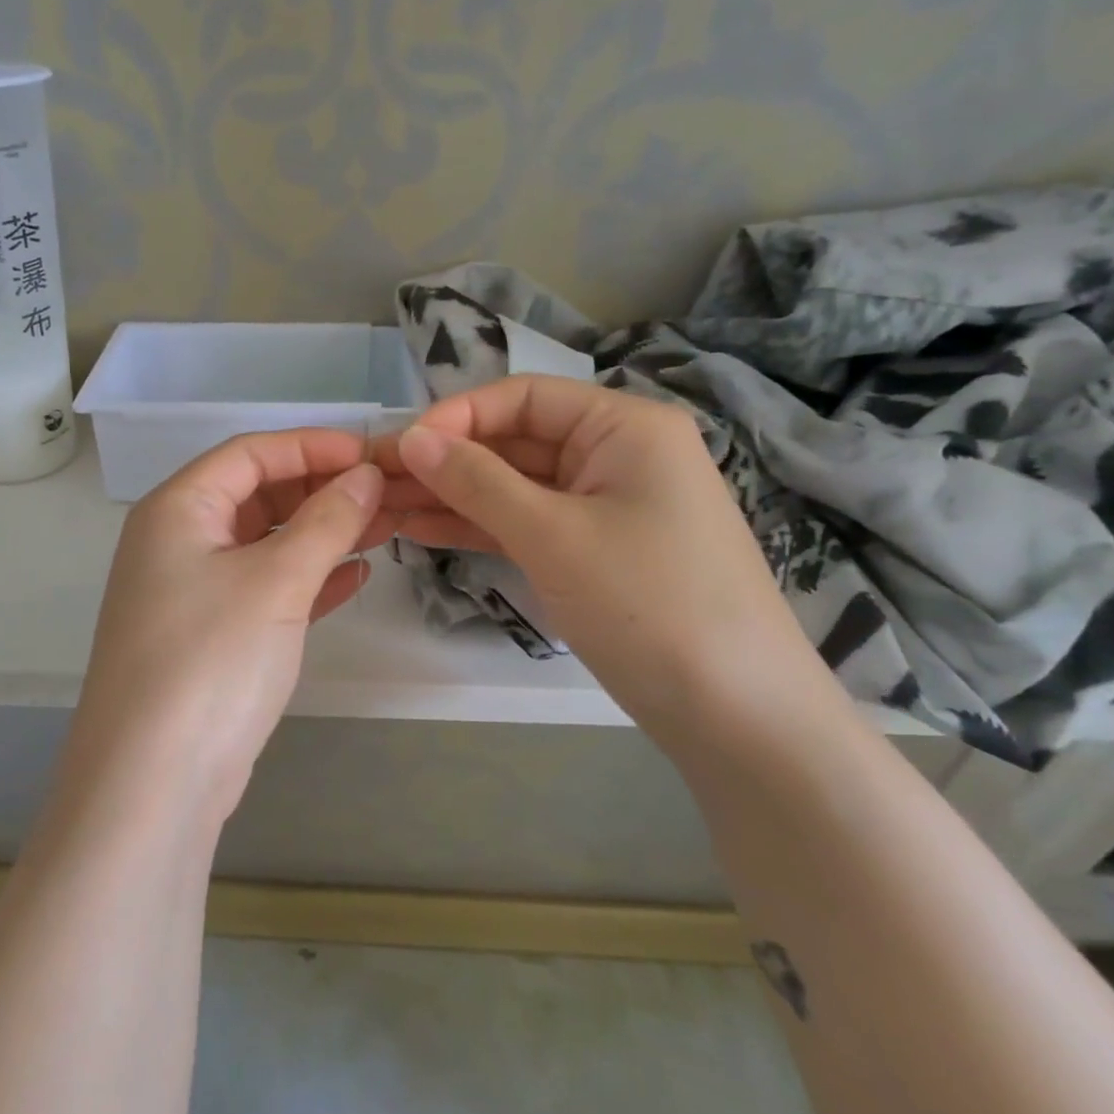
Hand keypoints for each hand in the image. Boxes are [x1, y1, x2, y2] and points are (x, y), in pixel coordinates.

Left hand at [70, 429, 390, 819]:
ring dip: (321, 535)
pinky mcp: (211, 637)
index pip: (249, 454)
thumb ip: (326, 522)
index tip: (370, 455)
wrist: (153, 783)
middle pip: (257, 495)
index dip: (311, 446)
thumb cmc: (211, 660)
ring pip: (265, 544)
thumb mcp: (275, 582)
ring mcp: (191, 593)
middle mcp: (177, 542)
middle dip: (321, 491)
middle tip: (384, 495)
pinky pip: (266, 589)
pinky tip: (354, 578)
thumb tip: (364, 477)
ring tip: (383, 529)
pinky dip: (308, 580)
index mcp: (177, 510)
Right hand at [378, 376, 823, 734]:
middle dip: (447, 461)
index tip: (400, 448)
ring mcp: (605, 507)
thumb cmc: (648, 604)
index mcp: (624, 426)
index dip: (457, 417)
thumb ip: (477, 482)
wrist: (737, 716)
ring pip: (515, 487)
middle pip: (515, 441)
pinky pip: (528, 524)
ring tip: (385, 508)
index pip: (524, 397)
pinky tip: (424, 530)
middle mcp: (616, 455)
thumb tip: (411, 439)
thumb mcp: (552, 535)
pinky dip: (480, 527)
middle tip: (376, 482)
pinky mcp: (594, 553)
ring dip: (454, 496)